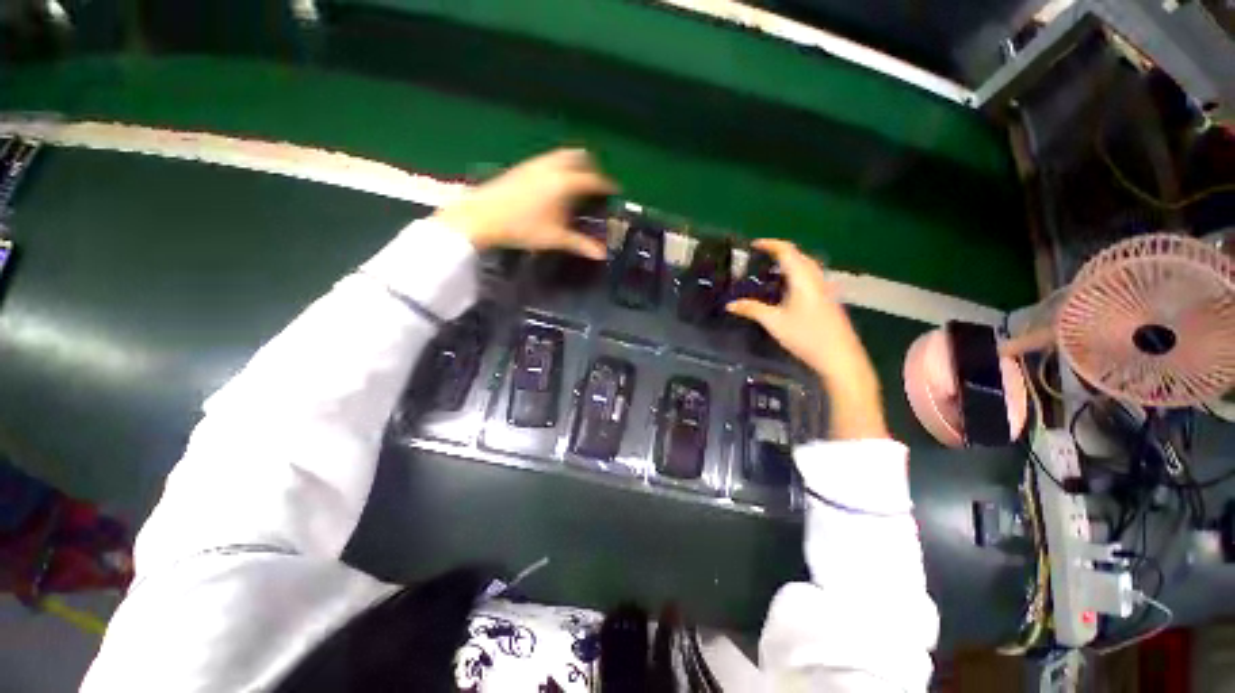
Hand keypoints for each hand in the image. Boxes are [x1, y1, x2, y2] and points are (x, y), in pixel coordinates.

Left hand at [433, 149, 616, 257]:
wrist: (482, 216)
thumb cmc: (523, 228)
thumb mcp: (555, 238)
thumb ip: (581, 244)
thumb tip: (601, 254)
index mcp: (565, 183)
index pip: (593, 179)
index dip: (607, 185)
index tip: (615, 190)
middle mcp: (553, 166)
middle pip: (580, 157)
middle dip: (592, 167)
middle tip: (595, 185)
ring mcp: (536, 163)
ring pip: (563, 155)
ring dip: (575, 164)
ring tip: (577, 184)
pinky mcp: (524, 165)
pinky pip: (549, 159)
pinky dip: (559, 166)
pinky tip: (554, 184)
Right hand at [726, 239, 887, 438]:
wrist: (839, 357)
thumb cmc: (806, 337)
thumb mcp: (774, 322)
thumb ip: (751, 310)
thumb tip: (730, 305)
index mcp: (803, 279)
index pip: (787, 251)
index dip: (770, 244)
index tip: (754, 244)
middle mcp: (817, 279)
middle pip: (799, 256)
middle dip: (780, 252)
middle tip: (761, 257)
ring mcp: (826, 289)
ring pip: (807, 266)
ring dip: (790, 263)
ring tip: (771, 272)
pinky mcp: (829, 300)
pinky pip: (811, 278)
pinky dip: (797, 275)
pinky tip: (788, 290)